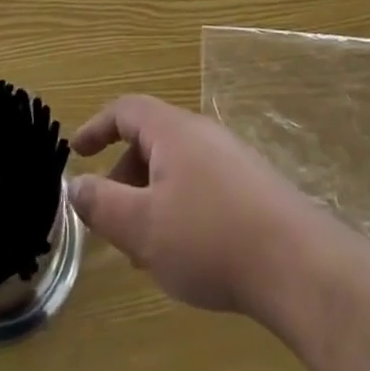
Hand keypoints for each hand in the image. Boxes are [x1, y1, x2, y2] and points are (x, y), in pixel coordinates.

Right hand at [69, 94, 335, 316]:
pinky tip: (183, 251)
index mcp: (173, 130)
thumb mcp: (143, 227)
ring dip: (150, 197)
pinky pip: (199, 182)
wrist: (294, 261)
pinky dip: (177, 205)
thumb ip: (103, 204)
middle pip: (151, 138)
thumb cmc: (208, 237)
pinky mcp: (250, 183)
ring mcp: (230, 156)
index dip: (97, 126)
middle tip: (108, 218)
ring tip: (143, 248)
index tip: (76, 150)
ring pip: (175, 165)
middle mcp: (201, 132)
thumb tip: (75, 183)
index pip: (126, 110)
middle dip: (123, 174)